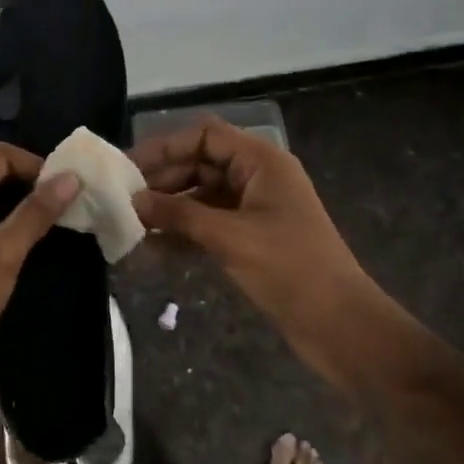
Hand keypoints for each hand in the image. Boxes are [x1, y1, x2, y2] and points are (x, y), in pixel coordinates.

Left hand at [0, 143, 77, 341]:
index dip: (31, 162)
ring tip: (43, 210)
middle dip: (16, 171)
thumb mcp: (5, 252)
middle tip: (47, 190)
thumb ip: (36, 212)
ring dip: (9, 193)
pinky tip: (24, 236)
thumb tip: (70, 177)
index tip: (62, 185)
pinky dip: (1, 214)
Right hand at [131, 117, 368, 327]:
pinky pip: (208, 224)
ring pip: (201, 196)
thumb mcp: (229, 238)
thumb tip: (133, 200)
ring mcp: (254, 210)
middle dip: (162, 180)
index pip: (205, 136)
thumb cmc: (290, 269)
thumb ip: (179, 215)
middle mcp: (257, 178)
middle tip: (123, 199)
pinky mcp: (251, 239)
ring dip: (169, 208)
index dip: (166, 147)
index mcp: (262, 162)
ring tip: (131, 224)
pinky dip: (183, 232)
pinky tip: (153, 248)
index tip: (129, 167)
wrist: (340, 327)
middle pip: (200, 164)